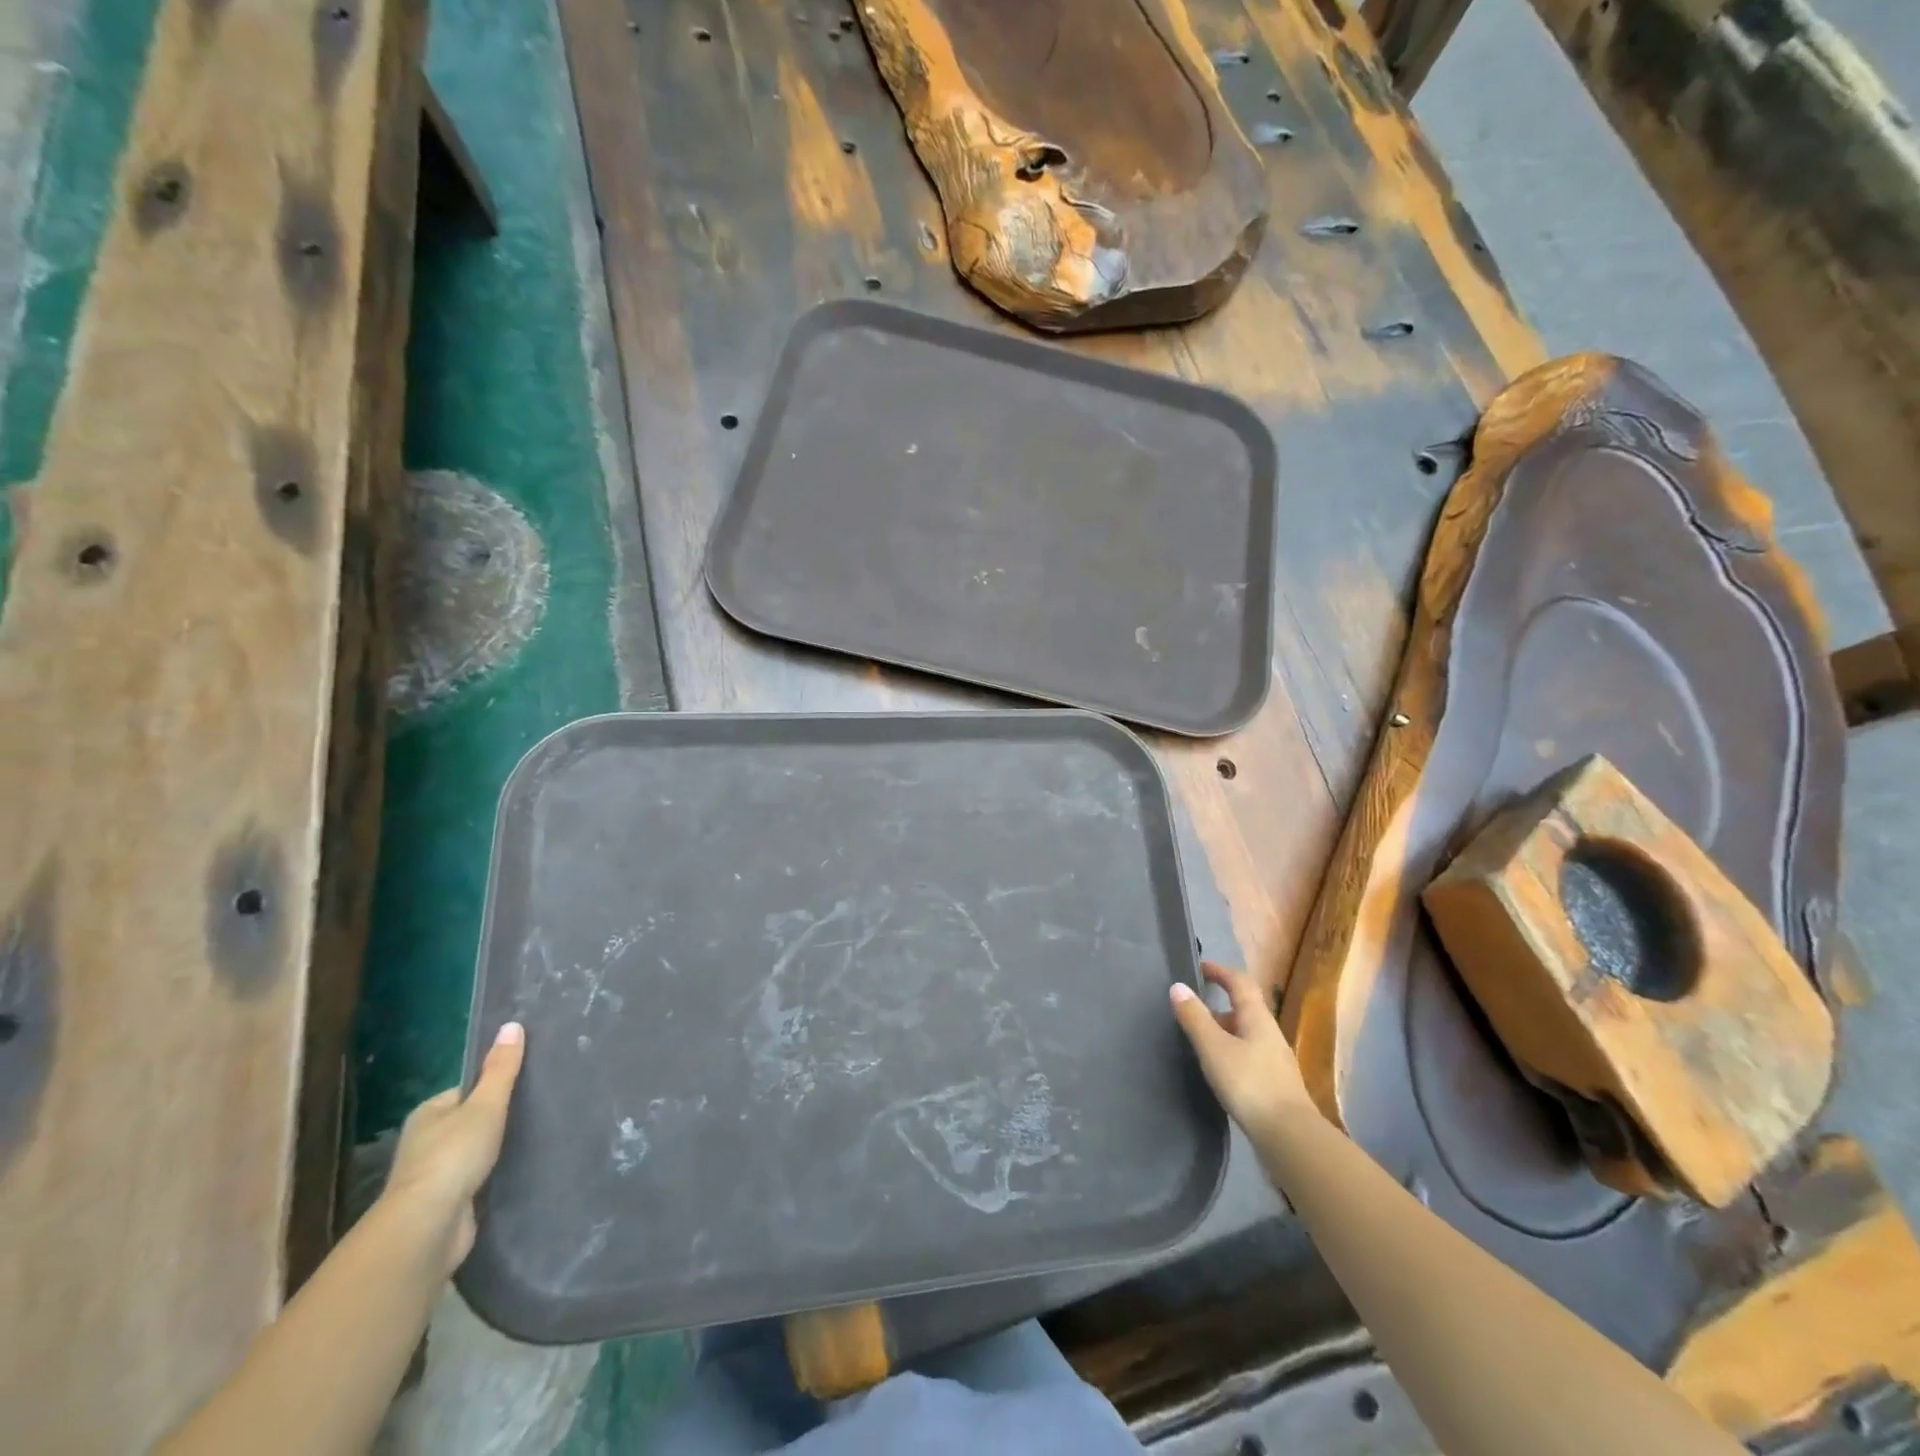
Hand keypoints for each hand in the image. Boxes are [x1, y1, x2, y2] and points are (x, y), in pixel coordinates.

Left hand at [379, 1021, 525, 1276]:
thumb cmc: (453, 1156)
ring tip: (532, 1139)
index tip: (524, 1087)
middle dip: (495, 1120)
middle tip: (534, 1111)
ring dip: (494, 1151)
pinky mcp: (446, 1204)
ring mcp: (433, 1177)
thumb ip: (501, 1069)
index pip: (465, 1090)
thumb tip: (512, 1025)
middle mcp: (424, 1143)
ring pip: (472, 1153)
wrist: (428, 1227)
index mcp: (428, 1113)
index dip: (492, 1088)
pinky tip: (515, 1172)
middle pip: (468, 1121)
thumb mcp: (485, 1104)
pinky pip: (474, 1179)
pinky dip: (491, 1176)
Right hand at [1170, 962, 1314, 1146]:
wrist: (1290, 1135)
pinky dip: (1231, 1050)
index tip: (1200, 968)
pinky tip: (1220, 1068)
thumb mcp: (1214, 1048)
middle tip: (1192, 1009)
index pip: (1240, 982)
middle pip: (1245, 1007)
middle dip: (1219, 1003)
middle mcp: (1270, 1032)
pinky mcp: (1275, 1082)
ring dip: (1224, 1029)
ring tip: (1200, 1040)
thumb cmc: (1249, 1083)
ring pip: (1246, 1032)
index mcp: (1257, 1017)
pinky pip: (1250, 1053)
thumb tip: (1178, 986)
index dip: (1220, 971)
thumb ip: (1195, 1017)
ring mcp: (1275, 1059)